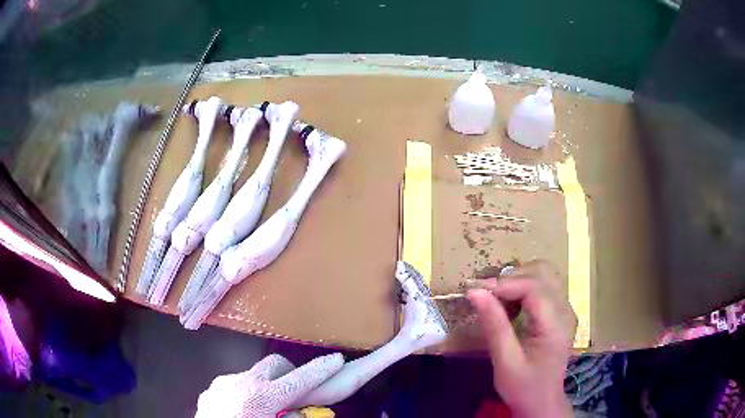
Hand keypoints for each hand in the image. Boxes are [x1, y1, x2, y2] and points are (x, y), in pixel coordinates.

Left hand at [195, 353, 343, 417]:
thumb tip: (301, 410)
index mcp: (261, 399)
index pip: (299, 379)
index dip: (321, 370)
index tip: (338, 358)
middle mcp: (241, 383)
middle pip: (276, 364)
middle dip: (291, 374)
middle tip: (296, 393)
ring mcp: (223, 383)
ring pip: (255, 373)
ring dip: (267, 385)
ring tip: (264, 407)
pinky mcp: (211, 389)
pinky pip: (235, 383)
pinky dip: (246, 392)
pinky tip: (241, 410)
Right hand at [468, 260, 576, 417]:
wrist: (542, 401)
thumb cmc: (524, 387)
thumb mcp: (505, 362)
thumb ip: (494, 326)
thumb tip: (475, 293)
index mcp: (556, 325)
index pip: (534, 288)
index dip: (504, 284)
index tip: (475, 290)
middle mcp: (565, 310)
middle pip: (542, 273)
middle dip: (511, 278)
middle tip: (485, 295)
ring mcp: (565, 310)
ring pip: (543, 275)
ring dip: (517, 280)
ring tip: (496, 299)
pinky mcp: (559, 312)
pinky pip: (543, 287)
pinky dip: (522, 288)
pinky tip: (509, 306)